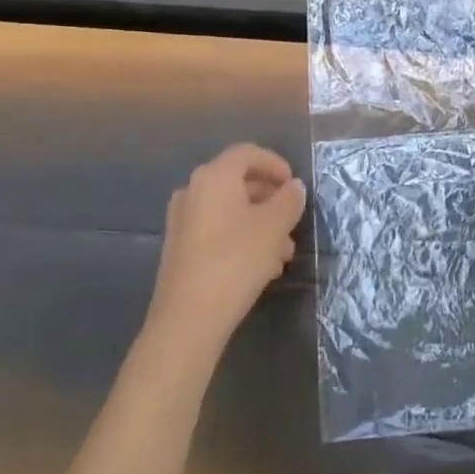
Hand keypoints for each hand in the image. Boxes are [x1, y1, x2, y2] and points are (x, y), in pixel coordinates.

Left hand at [146, 143, 305, 357]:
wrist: (187, 319)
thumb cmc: (235, 261)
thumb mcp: (275, 227)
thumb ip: (289, 201)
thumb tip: (294, 187)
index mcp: (214, 176)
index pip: (248, 153)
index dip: (275, 164)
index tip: (294, 185)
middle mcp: (193, 191)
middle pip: (238, 181)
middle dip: (270, 198)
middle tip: (292, 218)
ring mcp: (183, 221)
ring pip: (230, 210)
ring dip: (260, 222)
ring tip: (284, 251)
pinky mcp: (180, 248)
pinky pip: (218, 230)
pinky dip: (241, 237)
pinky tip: (262, 266)